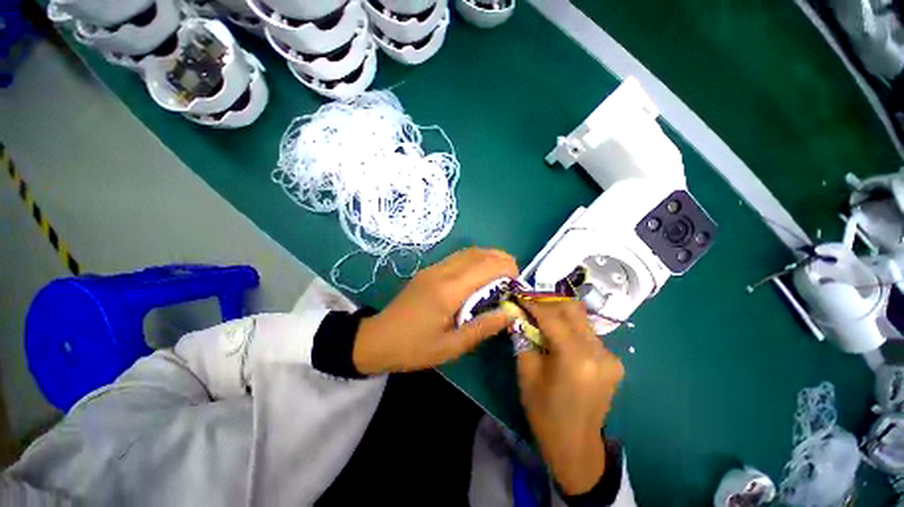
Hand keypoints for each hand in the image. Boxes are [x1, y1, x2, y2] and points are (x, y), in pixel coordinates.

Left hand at [353, 248, 518, 374]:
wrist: (377, 339)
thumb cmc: (414, 347)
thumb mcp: (451, 347)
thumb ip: (483, 328)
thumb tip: (510, 313)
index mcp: (448, 290)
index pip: (486, 266)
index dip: (507, 268)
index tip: (518, 282)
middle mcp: (442, 272)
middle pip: (479, 253)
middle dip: (502, 258)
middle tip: (514, 276)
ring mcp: (433, 268)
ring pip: (468, 251)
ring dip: (489, 257)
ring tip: (501, 274)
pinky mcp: (429, 270)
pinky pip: (458, 257)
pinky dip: (475, 260)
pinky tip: (480, 275)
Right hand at [516, 301, 623, 495]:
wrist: (575, 445)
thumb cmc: (544, 411)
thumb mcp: (526, 372)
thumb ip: (522, 337)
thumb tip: (515, 313)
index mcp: (575, 357)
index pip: (552, 316)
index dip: (533, 303)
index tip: (519, 294)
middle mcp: (599, 352)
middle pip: (573, 310)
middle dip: (549, 302)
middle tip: (531, 304)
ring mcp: (610, 356)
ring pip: (581, 319)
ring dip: (559, 314)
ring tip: (541, 318)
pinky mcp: (614, 361)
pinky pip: (588, 334)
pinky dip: (570, 328)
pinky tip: (559, 337)